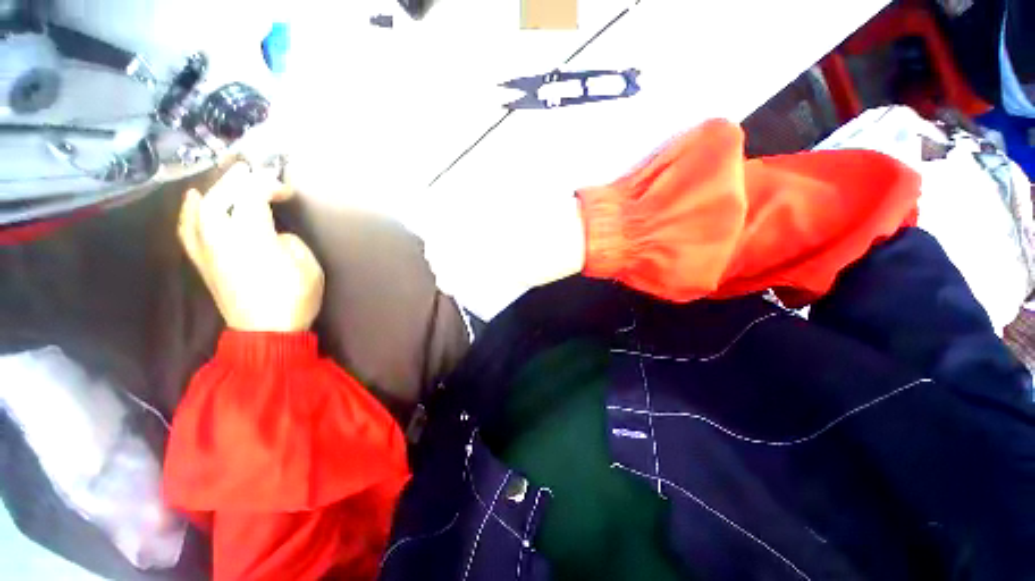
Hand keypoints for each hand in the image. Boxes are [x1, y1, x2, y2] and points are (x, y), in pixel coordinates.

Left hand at [178, 163, 324, 332]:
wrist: (266, 332)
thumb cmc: (294, 299)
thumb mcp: (309, 267)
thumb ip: (290, 242)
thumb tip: (274, 234)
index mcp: (253, 238)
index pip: (252, 197)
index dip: (269, 186)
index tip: (287, 191)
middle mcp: (222, 239)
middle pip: (221, 197)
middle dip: (237, 180)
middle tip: (253, 172)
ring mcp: (207, 251)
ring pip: (201, 210)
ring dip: (215, 190)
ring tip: (227, 181)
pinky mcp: (202, 263)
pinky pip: (188, 230)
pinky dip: (190, 211)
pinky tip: (195, 200)